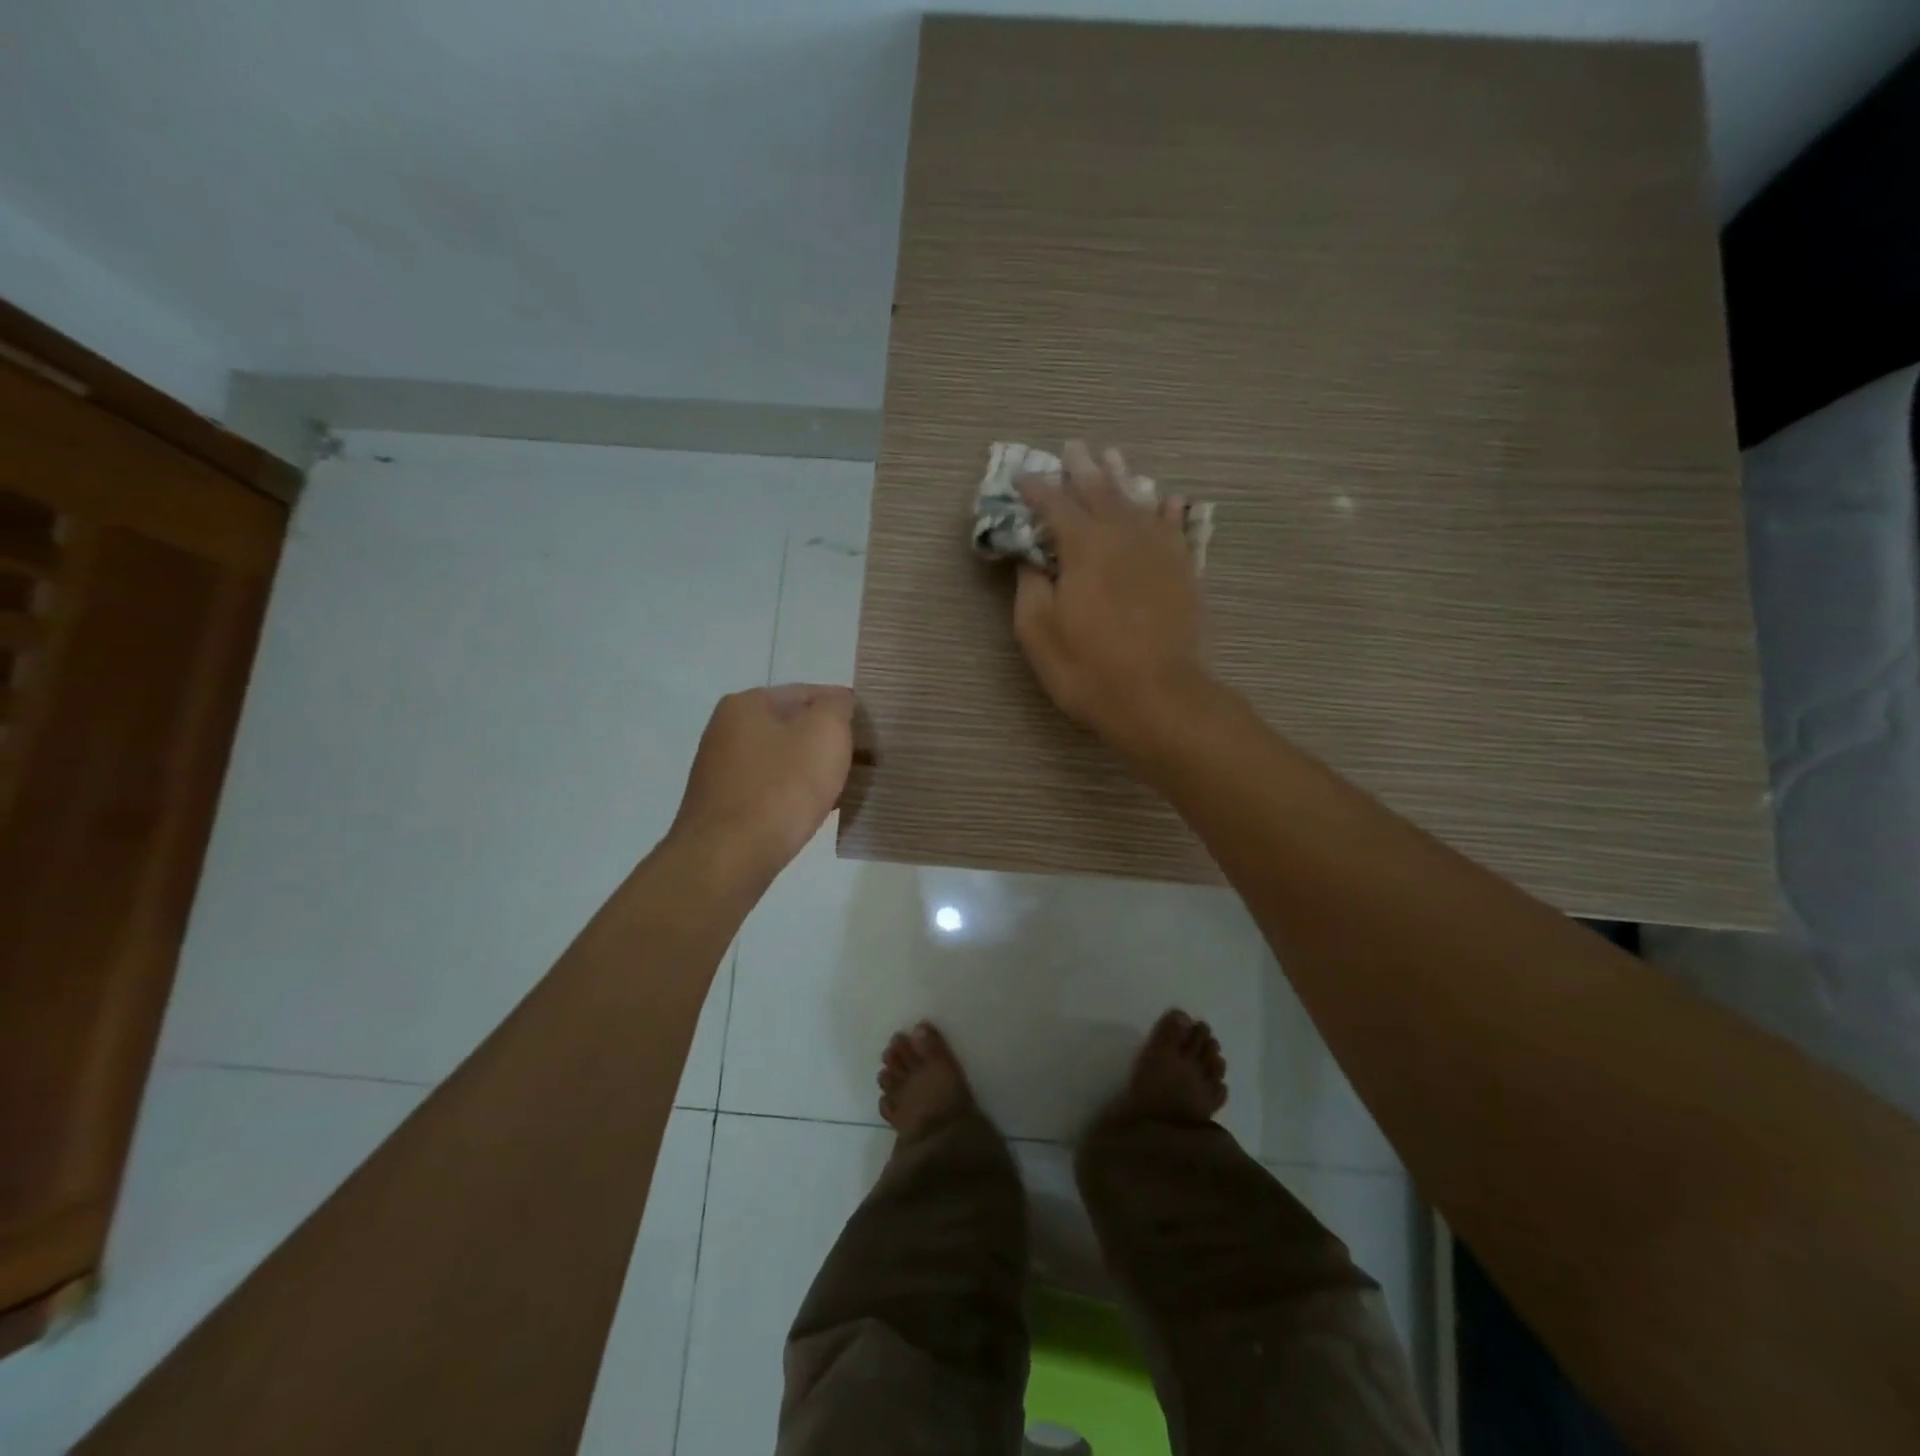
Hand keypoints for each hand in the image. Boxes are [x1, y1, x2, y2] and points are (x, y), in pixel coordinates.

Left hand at [671, 684, 854, 879]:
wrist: (728, 857)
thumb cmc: (782, 787)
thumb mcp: (825, 732)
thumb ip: (838, 707)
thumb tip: (838, 704)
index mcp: (747, 704)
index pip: (809, 693)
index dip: (845, 708)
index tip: (873, 732)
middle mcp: (727, 730)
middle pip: (794, 727)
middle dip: (829, 742)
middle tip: (866, 761)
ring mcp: (723, 769)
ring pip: (784, 760)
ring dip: (814, 770)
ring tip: (848, 788)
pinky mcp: (725, 805)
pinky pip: (772, 789)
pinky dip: (796, 794)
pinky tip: (818, 810)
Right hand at [1014, 441, 1212, 753]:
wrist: (1158, 696)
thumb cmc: (1087, 668)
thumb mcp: (1038, 632)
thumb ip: (1031, 586)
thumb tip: (1031, 558)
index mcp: (1083, 547)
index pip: (1054, 505)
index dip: (1037, 489)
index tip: (1021, 476)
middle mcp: (1123, 536)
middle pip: (1100, 492)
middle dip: (1081, 469)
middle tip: (1072, 447)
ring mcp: (1158, 550)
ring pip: (1138, 501)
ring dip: (1122, 478)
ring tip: (1112, 457)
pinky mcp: (1183, 570)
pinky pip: (1176, 528)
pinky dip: (1169, 511)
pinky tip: (1168, 499)